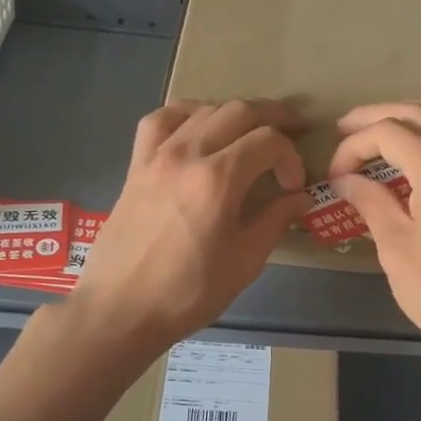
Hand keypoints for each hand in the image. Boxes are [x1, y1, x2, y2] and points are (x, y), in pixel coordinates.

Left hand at [72, 99, 308, 352]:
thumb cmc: (188, 293)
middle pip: (239, 111)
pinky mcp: (136, 165)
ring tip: (252, 131)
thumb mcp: (244, 262)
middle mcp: (187, 154)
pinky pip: (160, 120)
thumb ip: (275, 220)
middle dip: (274, 116)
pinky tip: (198, 127)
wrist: (120, 310)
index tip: (294, 185)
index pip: (269, 141)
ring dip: (235, 114)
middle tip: (295, 129)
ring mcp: (157, 155)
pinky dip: (186, 114)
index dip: (291, 156)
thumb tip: (299, 198)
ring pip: (203, 110)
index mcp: (218, 179)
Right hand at [329, 102, 420, 367]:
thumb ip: (370, 201)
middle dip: (376, 117)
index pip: (387, 133)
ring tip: (384, 130)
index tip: (335, 175)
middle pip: (418, 113)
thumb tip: (344, 179)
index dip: (353, 146)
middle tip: (344, 130)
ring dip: (414, 114)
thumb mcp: (395, 246)